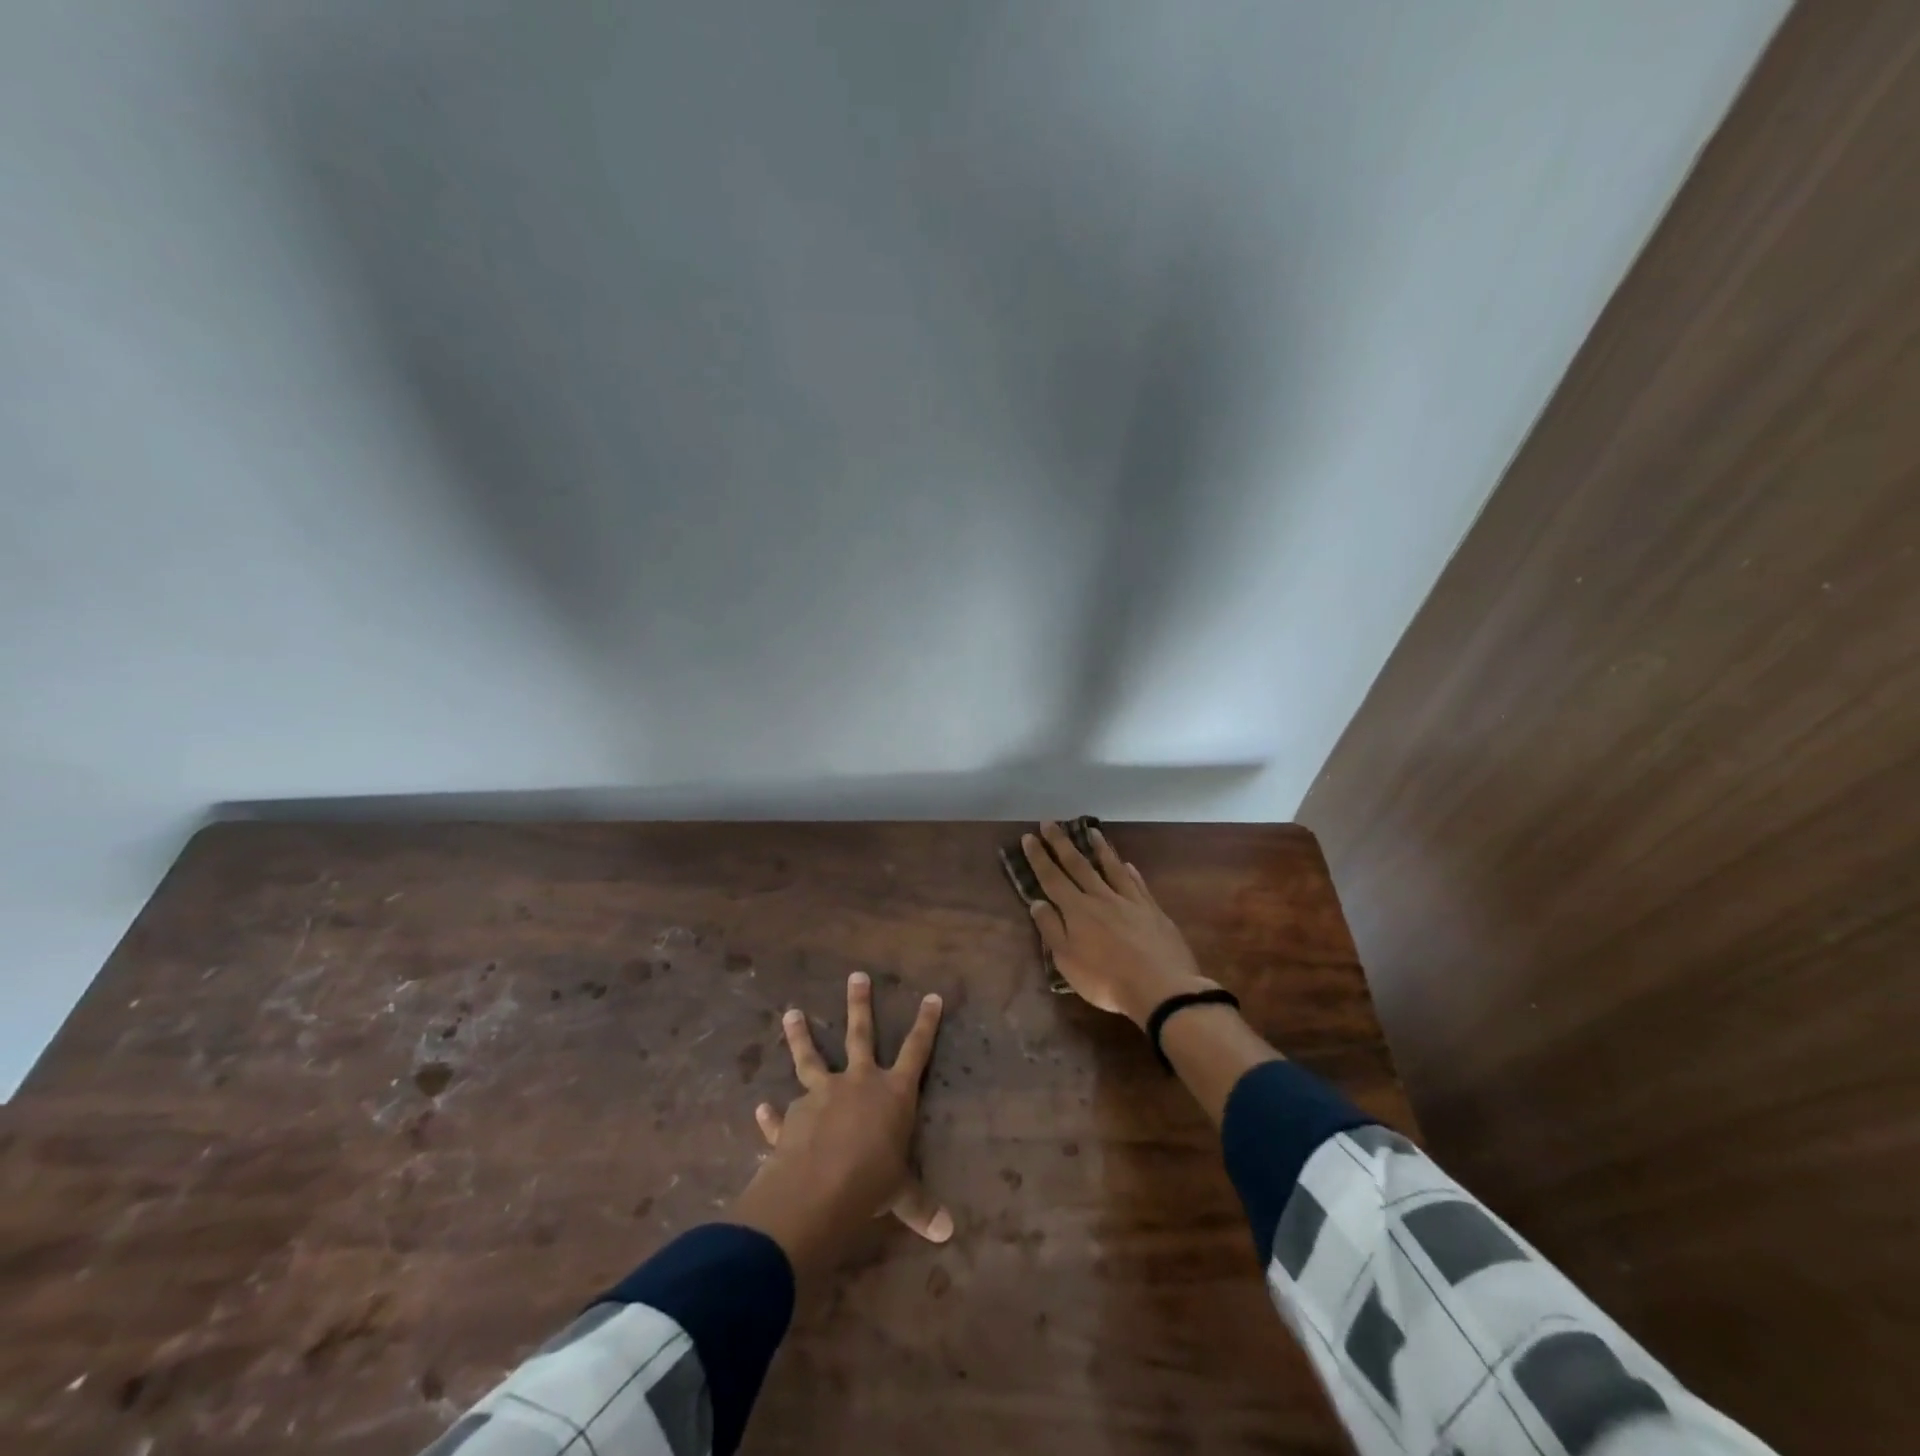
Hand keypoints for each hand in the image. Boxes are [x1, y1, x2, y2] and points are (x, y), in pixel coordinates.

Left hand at [730, 973, 950, 1277]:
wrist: (818, 1190)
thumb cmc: (872, 1183)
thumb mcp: (901, 1195)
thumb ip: (920, 1207)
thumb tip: (948, 1233)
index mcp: (892, 1093)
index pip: (917, 1050)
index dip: (926, 1023)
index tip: (932, 995)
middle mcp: (858, 1082)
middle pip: (861, 1034)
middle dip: (860, 1004)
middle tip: (856, 976)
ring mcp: (821, 1094)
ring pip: (811, 1057)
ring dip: (800, 1036)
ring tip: (791, 1013)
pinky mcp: (792, 1117)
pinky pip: (781, 1115)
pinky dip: (772, 1115)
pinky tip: (761, 1110)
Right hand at [1022, 821, 1215, 1027]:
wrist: (1161, 988)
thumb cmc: (1106, 980)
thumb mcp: (1067, 961)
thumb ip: (1051, 929)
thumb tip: (1037, 902)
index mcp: (1077, 910)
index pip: (1052, 878)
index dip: (1039, 857)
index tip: (1029, 837)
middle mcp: (1101, 897)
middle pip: (1078, 865)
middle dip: (1061, 843)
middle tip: (1051, 822)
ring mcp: (1130, 901)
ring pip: (1111, 867)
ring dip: (1099, 848)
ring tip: (1091, 830)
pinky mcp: (1152, 910)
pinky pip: (1137, 884)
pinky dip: (1130, 871)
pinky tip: (1127, 864)